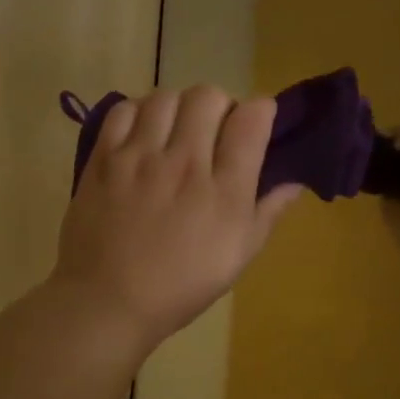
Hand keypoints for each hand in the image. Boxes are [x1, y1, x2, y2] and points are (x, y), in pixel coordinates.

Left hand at [53, 86, 301, 351]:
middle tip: (216, 128)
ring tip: (178, 129)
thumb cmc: (182, 285)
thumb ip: (268, 212)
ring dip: (180, 106)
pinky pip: (124, 110)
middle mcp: (184, 163)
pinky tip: (144, 132)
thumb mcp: (239, 255)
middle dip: (221, 105)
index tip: (258, 120)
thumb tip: (295, 181)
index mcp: (224, 190)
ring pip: (166, 97)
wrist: (108, 302)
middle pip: (209, 96)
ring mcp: (140, 157)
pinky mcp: (104, 159)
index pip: (251, 119)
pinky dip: (139, 112)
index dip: (261, 110)